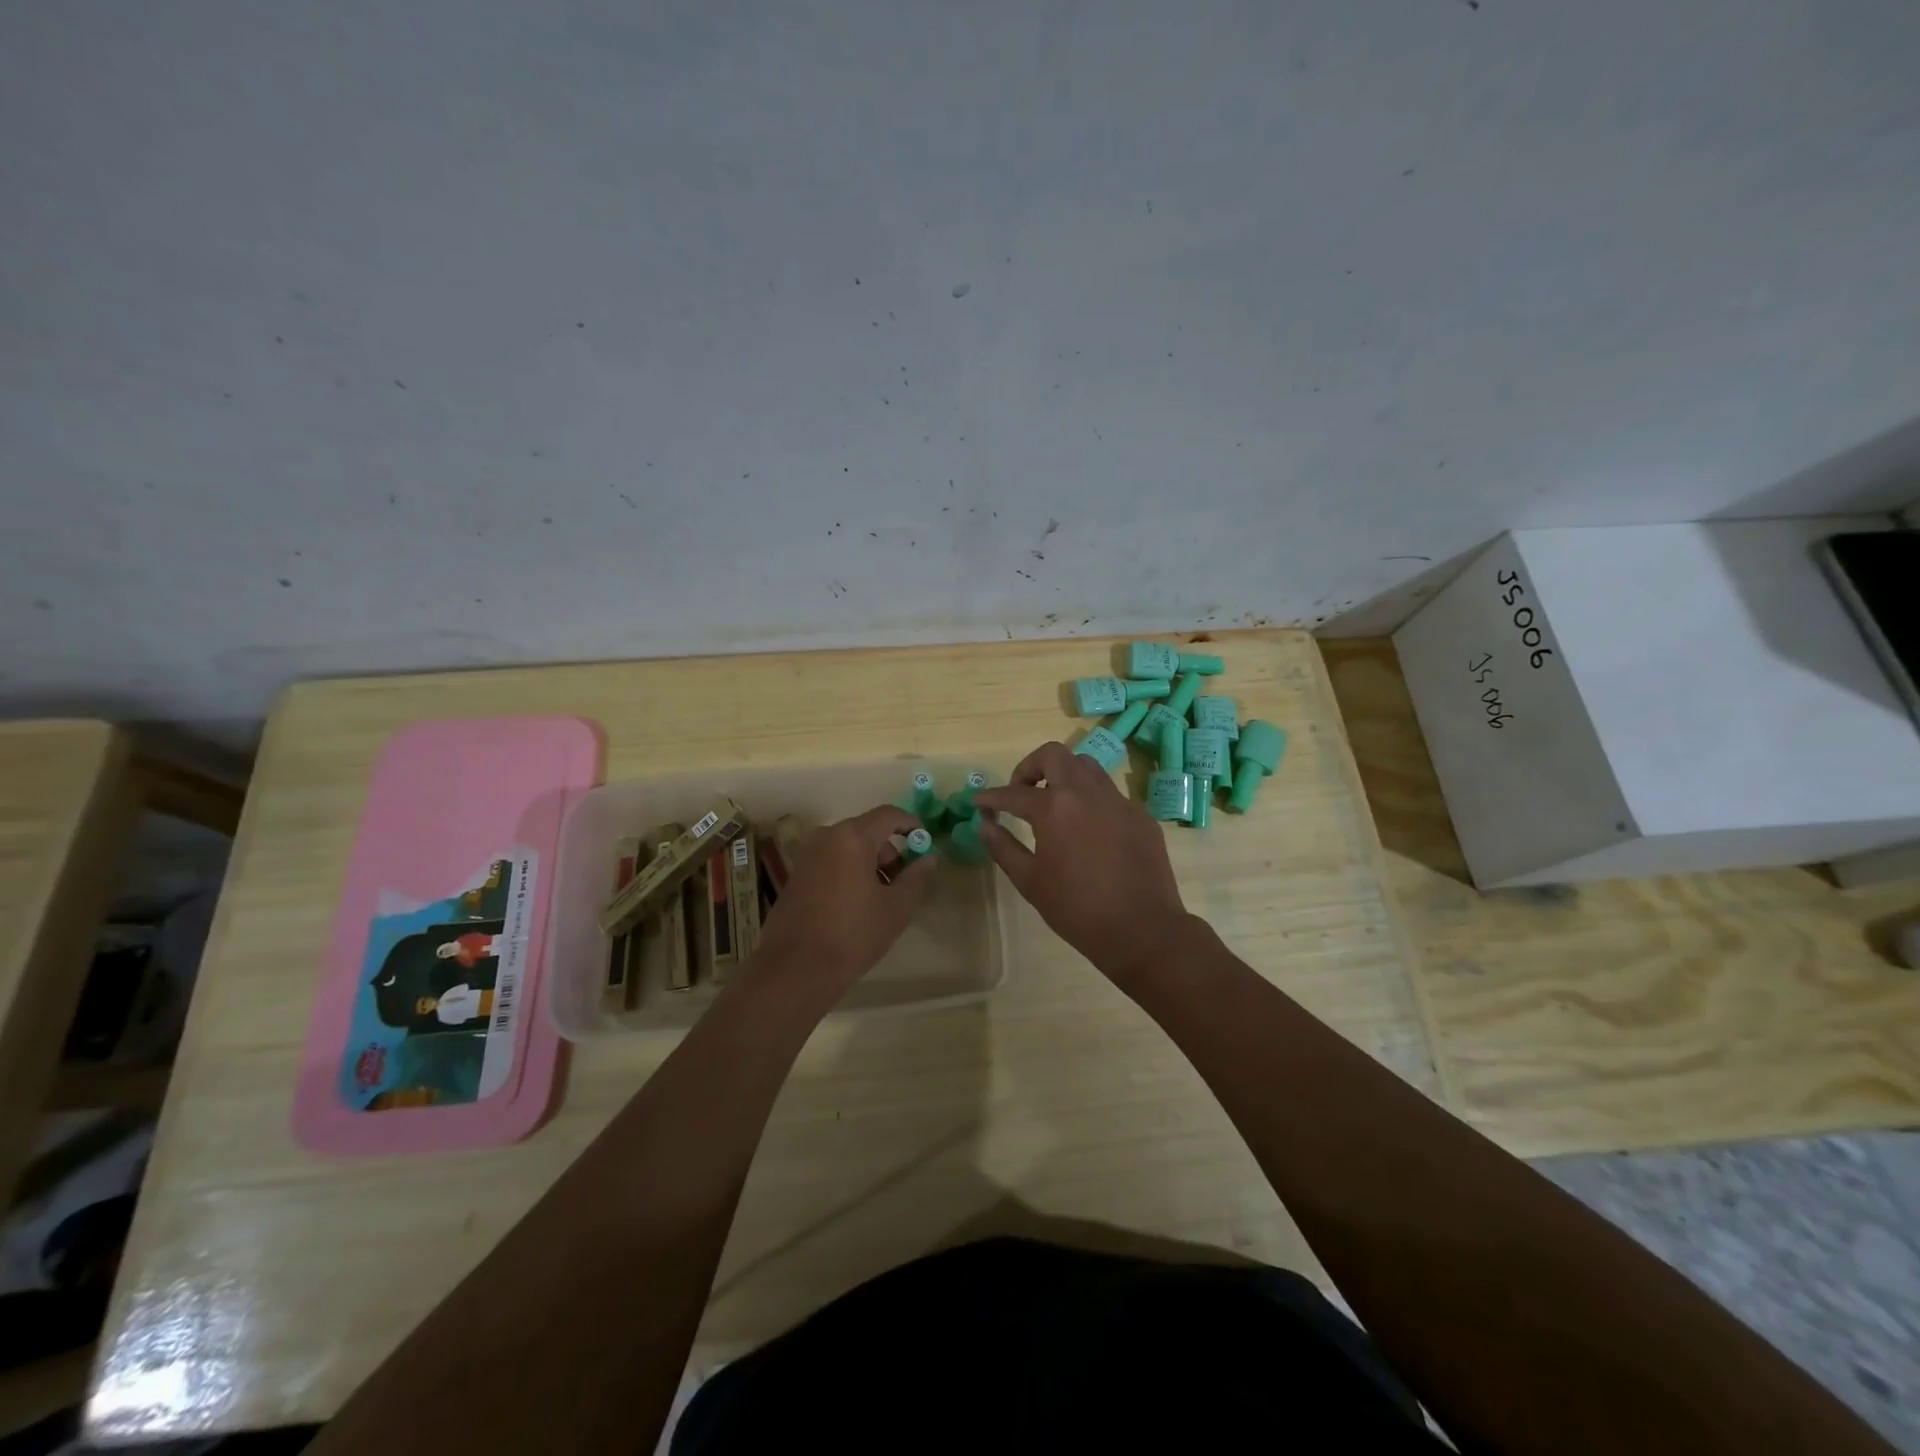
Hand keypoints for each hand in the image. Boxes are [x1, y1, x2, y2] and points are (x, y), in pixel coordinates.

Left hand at [746, 805, 936, 1007]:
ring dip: (871, 865)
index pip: (888, 815)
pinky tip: (856, 906)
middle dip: (891, 853)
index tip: (925, 843)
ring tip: (881, 901)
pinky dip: (850, 873)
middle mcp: (826, 837)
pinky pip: (832, 861)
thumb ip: (916, 878)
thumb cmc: (852, 935)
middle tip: (904, 884)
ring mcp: (807, 855)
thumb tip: (929, 858)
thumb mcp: (895, 908)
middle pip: (868, 831)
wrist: (795, 970)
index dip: (911, 825)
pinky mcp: (796, 875)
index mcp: (851, 838)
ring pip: (849, 848)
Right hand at [973, 742, 1191, 984]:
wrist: (1142, 929)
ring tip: (1054, 804)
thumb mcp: (1030, 881)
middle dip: (1030, 767)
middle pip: (1053, 755)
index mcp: (1055, 808)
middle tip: (1021, 793)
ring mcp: (1118, 800)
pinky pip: (1110, 793)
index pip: (1014, 793)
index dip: (991, 797)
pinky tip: (1088, 829)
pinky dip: (1090, 800)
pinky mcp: (1140, 815)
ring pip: (1086, 766)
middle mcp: (1087, 792)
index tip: (979, 802)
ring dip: (1063, 776)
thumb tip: (986, 824)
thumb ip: (1003, 847)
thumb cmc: (1077, 909)